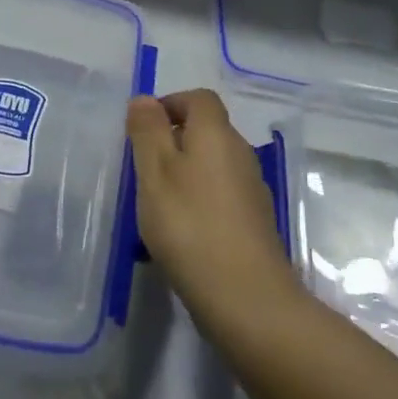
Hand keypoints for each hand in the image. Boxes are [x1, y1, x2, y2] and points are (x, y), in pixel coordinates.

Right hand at [127, 89, 303, 335]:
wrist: (247, 300)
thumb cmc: (190, 226)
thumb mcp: (155, 173)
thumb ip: (147, 132)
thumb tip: (145, 99)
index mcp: (216, 134)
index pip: (198, 98)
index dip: (170, 104)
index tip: (143, 130)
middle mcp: (240, 154)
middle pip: (207, 131)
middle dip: (173, 141)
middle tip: (143, 169)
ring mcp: (252, 190)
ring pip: (213, 165)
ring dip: (185, 174)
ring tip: (157, 204)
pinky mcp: (255, 223)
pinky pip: (221, 196)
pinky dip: (199, 201)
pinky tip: (182, 233)